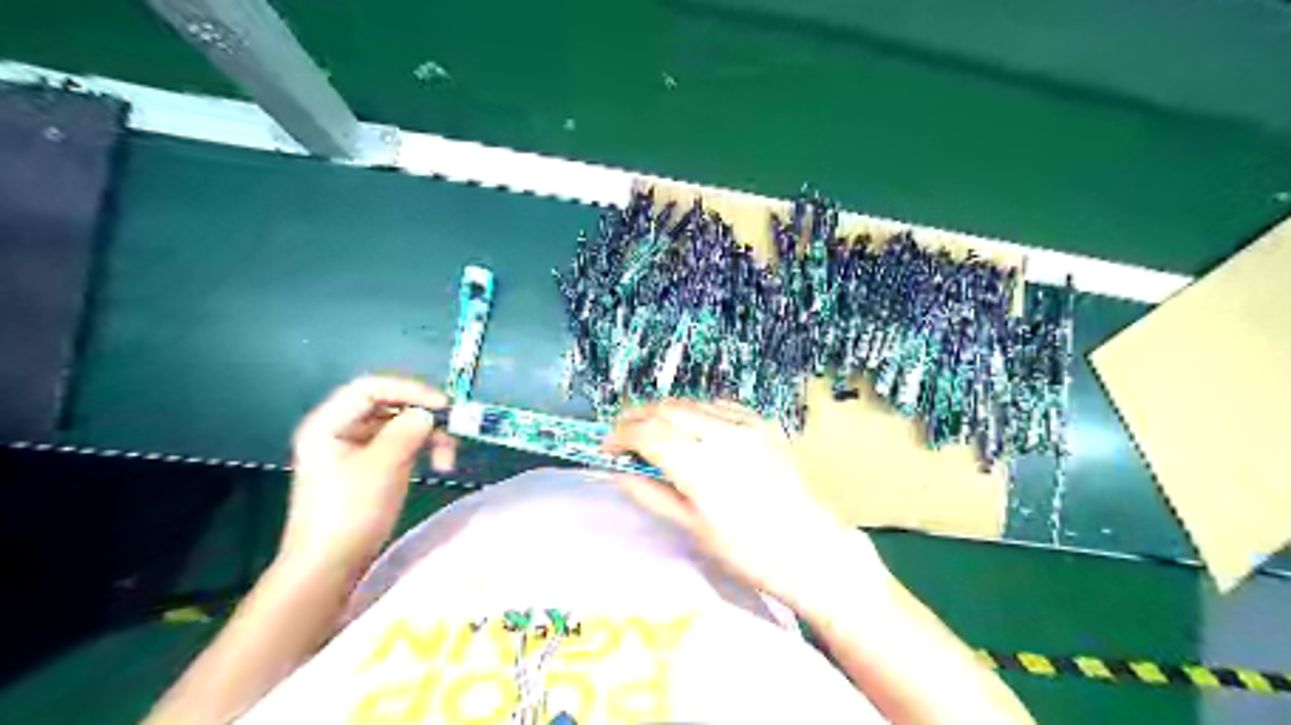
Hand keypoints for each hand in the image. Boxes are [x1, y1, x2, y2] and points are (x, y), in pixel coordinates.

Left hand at [283, 375, 458, 574]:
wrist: (329, 566)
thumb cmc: (350, 513)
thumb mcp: (381, 467)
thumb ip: (406, 431)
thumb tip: (428, 413)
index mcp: (329, 424)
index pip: (371, 388)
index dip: (409, 389)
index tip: (443, 405)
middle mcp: (340, 430)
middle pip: (388, 406)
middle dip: (423, 417)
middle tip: (452, 431)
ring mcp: (356, 450)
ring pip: (400, 426)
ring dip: (428, 437)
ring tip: (448, 460)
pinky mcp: (371, 468)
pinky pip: (401, 445)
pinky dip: (422, 450)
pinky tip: (438, 465)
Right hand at [604, 399, 889, 607]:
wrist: (811, 549)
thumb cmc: (749, 551)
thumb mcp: (694, 529)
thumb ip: (653, 496)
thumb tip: (620, 475)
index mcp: (700, 466)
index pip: (647, 434)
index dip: (620, 435)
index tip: (607, 447)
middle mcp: (721, 436)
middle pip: (666, 409)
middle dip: (637, 417)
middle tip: (623, 436)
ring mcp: (746, 426)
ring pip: (692, 403)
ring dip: (665, 411)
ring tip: (653, 430)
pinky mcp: (764, 425)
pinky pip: (721, 405)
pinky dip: (697, 410)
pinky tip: (692, 424)